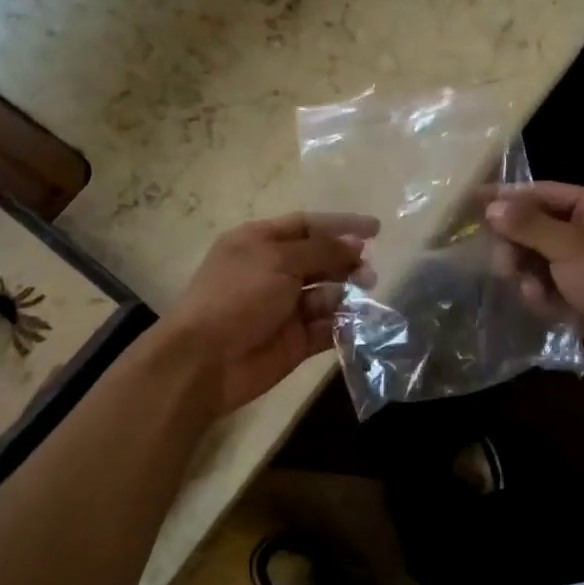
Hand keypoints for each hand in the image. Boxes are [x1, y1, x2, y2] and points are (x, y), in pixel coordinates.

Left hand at [162, 212, 377, 414]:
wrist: (207, 359)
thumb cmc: (238, 296)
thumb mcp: (279, 260)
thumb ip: (322, 250)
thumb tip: (357, 244)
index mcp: (260, 242)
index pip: (307, 225)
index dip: (341, 225)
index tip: (377, 229)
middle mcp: (273, 271)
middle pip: (320, 259)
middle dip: (347, 262)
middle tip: (369, 273)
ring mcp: (284, 308)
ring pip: (327, 295)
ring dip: (348, 294)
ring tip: (365, 296)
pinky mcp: (296, 341)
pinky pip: (327, 328)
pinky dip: (344, 325)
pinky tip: (359, 323)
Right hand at [485, 183, 583, 382]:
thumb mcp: (571, 247)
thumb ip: (529, 225)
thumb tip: (491, 206)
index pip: (542, 192)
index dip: (507, 197)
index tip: (471, 200)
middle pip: (535, 228)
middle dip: (516, 245)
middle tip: (503, 264)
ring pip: (537, 260)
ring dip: (528, 274)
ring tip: (530, 290)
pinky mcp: (581, 295)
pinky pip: (547, 287)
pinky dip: (542, 295)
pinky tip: (545, 306)